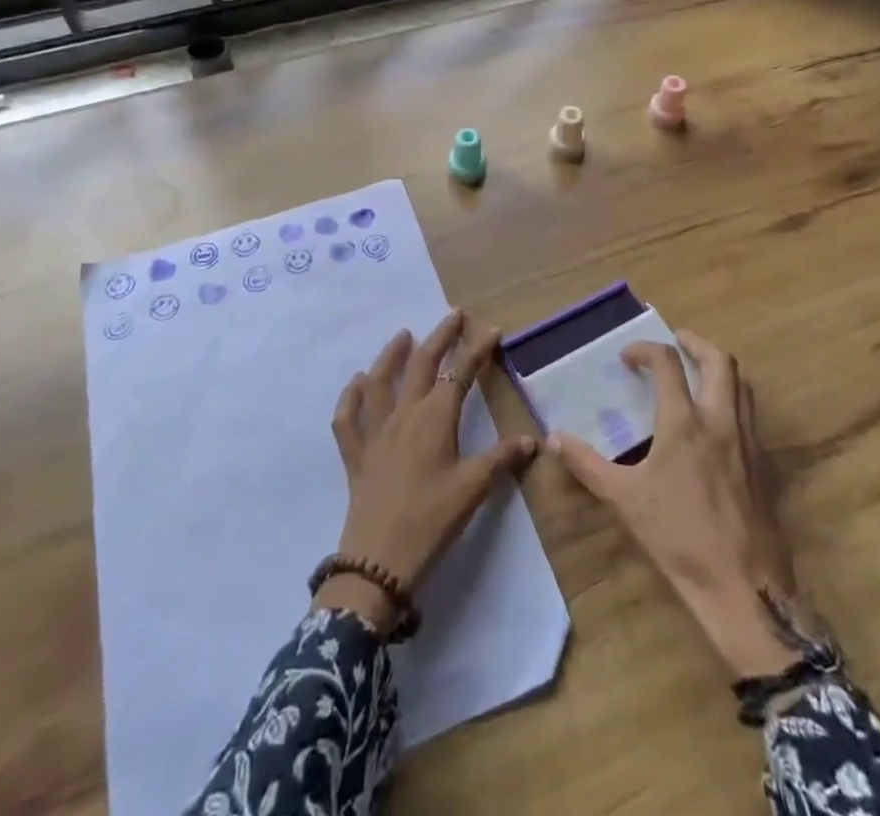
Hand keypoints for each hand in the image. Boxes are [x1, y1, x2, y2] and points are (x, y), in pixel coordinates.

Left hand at [318, 308, 537, 633]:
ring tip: (402, 335)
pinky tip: (356, 383)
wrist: (378, 563)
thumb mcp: (473, 490)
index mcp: (435, 419)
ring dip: (392, 355)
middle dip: (440, 337)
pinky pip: (348, 419)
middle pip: (422, 365)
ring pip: (380, 382)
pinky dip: (350, 397)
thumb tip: (531, 440)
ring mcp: (375, 433)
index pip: (460, 373)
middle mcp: (404, 415)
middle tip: (453, 316)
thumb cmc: (431, 521)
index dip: (477, 349)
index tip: (491, 330)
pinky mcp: (356, 455)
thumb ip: (501, 459)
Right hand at [548, 332, 815, 678]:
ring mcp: (747, 440)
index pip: (668, 364)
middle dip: (695, 344)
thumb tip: (555, 438)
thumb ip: (588, 464)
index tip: (627, 358)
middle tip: (676, 341)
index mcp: (685, 423)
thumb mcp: (625, 500)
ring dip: (718, 367)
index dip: (645, 351)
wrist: (744, 586)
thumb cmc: (679, 537)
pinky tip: (716, 419)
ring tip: (697, 371)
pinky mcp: (763, 463)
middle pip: (719, 361)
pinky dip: (732, 397)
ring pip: (741, 384)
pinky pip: (750, 413)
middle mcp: (720, 420)